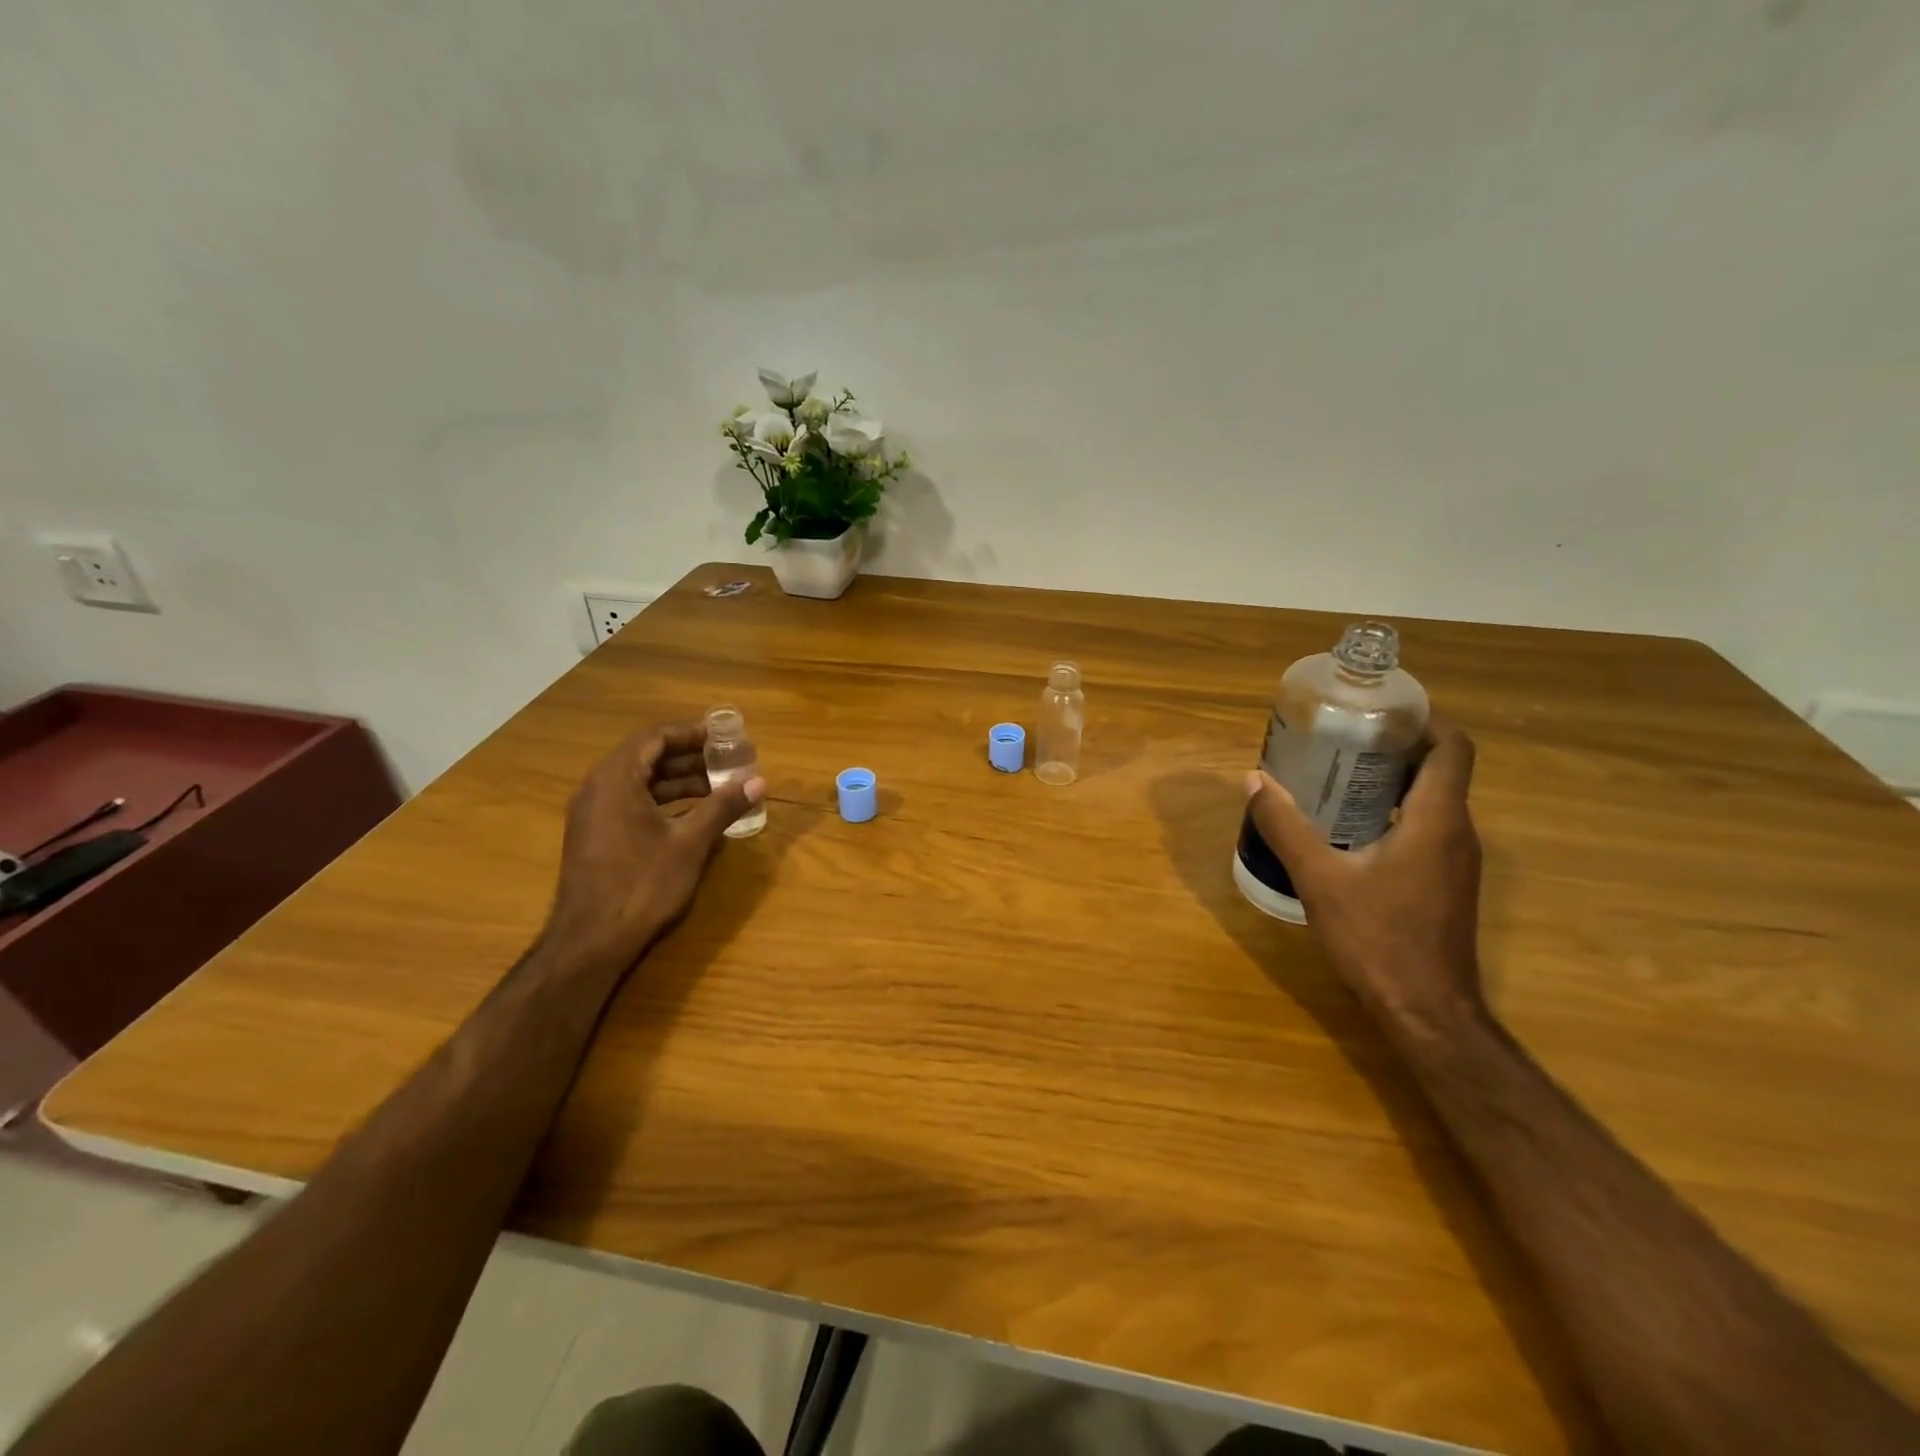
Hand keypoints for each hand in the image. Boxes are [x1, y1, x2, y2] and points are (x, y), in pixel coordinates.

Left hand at [543, 724, 765, 970]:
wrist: (590, 941)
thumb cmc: (642, 884)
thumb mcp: (690, 843)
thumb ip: (723, 806)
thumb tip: (758, 782)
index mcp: (617, 779)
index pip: (655, 737)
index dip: (691, 733)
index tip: (723, 738)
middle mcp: (598, 787)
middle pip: (647, 756)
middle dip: (689, 758)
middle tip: (727, 762)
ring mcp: (593, 812)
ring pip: (640, 781)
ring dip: (678, 780)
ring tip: (719, 788)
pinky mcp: (596, 835)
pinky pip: (631, 802)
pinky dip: (663, 801)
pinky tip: (693, 815)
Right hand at [1245, 719, 1483, 1027]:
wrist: (1426, 1011)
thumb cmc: (1377, 937)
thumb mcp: (1319, 878)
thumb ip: (1285, 826)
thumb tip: (1254, 780)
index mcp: (1437, 819)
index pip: (1453, 748)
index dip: (1425, 720)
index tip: (1380, 710)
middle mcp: (1458, 832)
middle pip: (1441, 769)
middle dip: (1396, 746)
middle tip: (1343, 738)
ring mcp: (1456, 861)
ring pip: (1434, 800)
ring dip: (1394, 780)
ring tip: (1339, 774)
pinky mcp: (1447, 884)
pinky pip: (1427, 828)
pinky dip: (1395, 812)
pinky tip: (1350, 826)